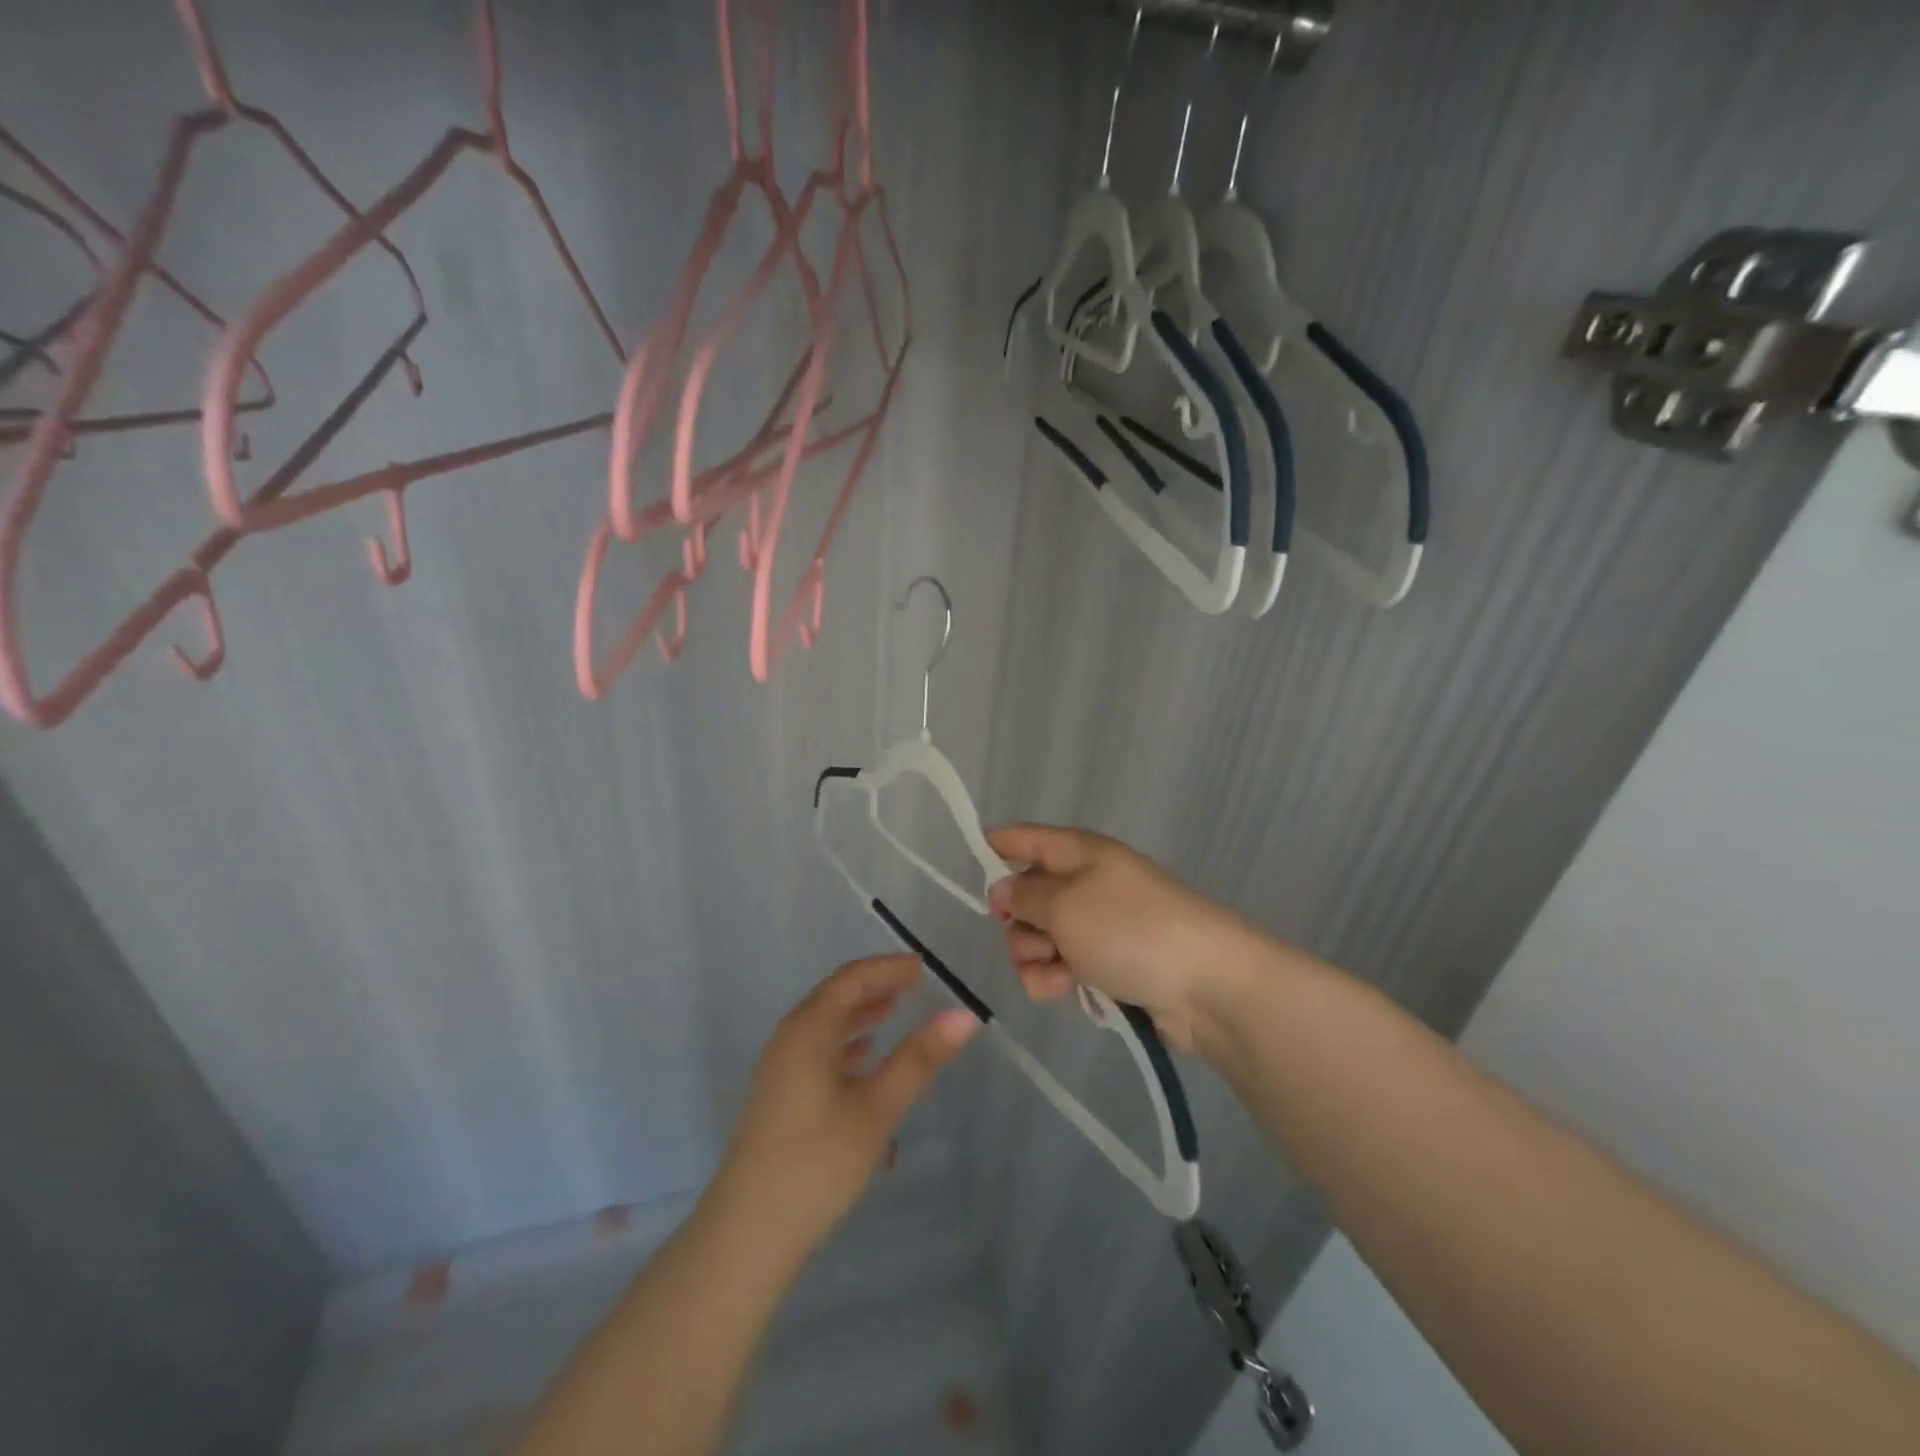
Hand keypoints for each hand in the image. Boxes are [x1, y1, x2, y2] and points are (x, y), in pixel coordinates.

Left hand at [709, 955, 979, 1260]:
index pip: (852, 978)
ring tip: (897, 1010)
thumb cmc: (817, 1163)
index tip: (924, 967)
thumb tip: (965, 1015)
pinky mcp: (781, 1095)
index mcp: (808, 1029)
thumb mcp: (877, 1109)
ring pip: (826, 1024)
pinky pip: (818, 1050)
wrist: (748, 1234)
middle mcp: (790, 1038)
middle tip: (917, 985)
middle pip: (836, 996)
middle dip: (876, 986)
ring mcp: (781, 1068)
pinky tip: (866, 1057)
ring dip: (862, 1013)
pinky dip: (847, 1042)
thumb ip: (919, 1059)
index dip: (888, 968)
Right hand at [986, 824, 1255, 1052]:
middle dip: (1018, 922)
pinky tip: (1068, 990)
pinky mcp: (1107, 964)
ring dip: (1036, 957)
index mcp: (1078, 852)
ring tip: (1060, 971)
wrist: (1207, 985)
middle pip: (1026, 895)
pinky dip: (1056, 979)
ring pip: (1038, 937)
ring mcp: (1098, 925)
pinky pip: (1061, 967)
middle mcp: (1086, 883)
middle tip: (1038, 938)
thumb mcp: (1065, 904)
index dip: (994, 845)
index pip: (1025, 838)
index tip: (965, 862)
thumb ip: (1024, 896)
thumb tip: (1002, 890)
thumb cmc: (1130, 929)